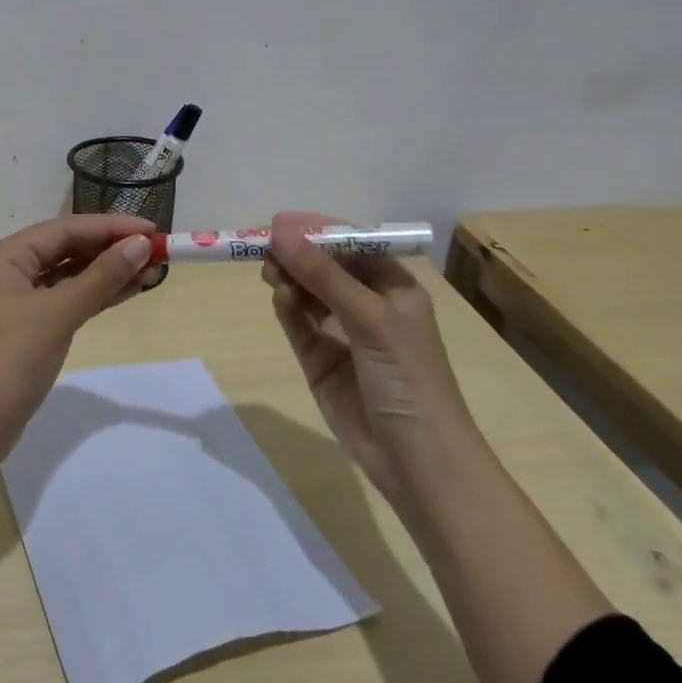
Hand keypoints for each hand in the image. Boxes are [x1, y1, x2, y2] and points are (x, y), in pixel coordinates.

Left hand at [0, 214, 155, 462]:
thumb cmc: (10, 361)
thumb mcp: (58, 314)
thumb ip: (101, 277)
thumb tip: (141, 244)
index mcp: (6, 256)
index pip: (65, 228)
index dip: (110, 227)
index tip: (153, 229)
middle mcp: (9, 270)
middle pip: (67, 248)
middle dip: (112, 249)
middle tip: (157, 253)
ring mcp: (18, 300)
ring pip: (70, 275)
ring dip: (108, 273)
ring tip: (152, 272)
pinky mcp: (28, 327)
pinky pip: (67, 299)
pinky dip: (96, 295)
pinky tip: (127, 291)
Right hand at [262, 211, 472, 495]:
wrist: (416, 460)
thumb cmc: (408, 377)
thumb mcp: (370, 318)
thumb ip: (322, 275)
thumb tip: (279, 231)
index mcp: (394, 289)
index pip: (353, 247)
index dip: (319, 231)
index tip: (282, 222)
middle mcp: (368, 306)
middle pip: (326, 268)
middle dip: (299, 254)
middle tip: (264, 245)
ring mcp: (343, 335)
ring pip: (308, 294)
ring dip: (290, 278)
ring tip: (268, 269)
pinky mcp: (320, 362)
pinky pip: (299, 324)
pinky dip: (288, 308)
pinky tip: (279, 296)